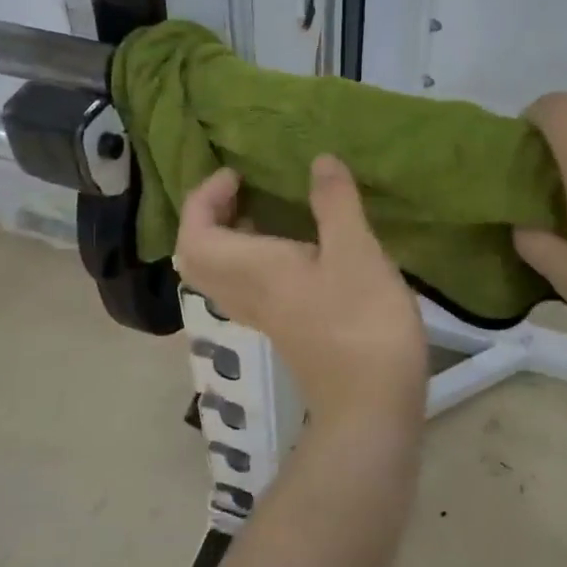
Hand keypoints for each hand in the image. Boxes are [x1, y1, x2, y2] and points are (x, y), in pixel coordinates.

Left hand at [175, 156, 428, 433]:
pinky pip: (247, 286)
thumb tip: (320, 161)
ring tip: (264, 213)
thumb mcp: (355, 251)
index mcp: (252, 270)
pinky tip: (295, 250)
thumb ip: (335, 203)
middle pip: (198, 257)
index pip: (195, 234)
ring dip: (229, 239)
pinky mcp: (285, 330)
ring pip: (221, 274)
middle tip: (241, 193)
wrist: (371, 406)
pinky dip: (253, 259)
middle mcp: (246, 294)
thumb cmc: (361, 321)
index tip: (237, 175)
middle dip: (208, 218)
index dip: (204, 199)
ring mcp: (264, 317)